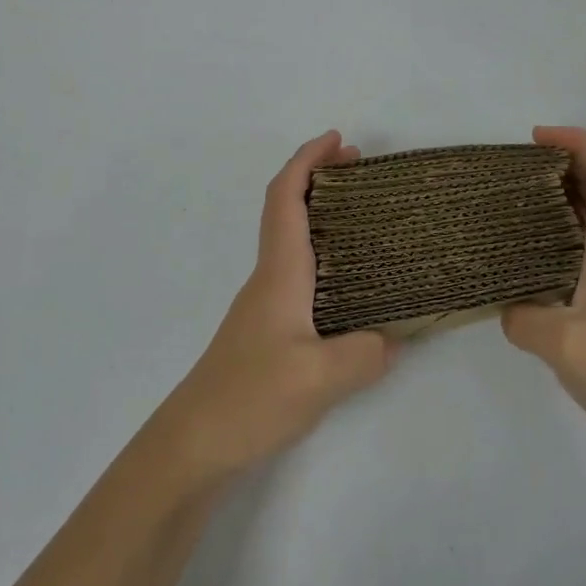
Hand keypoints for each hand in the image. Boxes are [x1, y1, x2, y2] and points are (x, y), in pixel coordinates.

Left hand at [151, 132, 397, 485]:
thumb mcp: (319, 379)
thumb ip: (365, 353)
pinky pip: (300, 272)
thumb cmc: (249, 398)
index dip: (308, 160)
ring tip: (365, 218)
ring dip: (322, 215)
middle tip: (361, 170)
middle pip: (288, 209)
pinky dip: (324, 253)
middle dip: (320, 178)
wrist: (193, 446)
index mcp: (279, 271)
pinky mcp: (269, 330)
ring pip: (293, 240)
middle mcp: (270, 277)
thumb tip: (392, 338)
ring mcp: (267, 304)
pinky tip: (350, 283)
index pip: (287, 197)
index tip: (338, 139)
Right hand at [501, 127, 585, 477]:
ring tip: (511, 209)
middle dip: (563, 166)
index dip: (580, 142)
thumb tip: (507, 310)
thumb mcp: (568, 345)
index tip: (537, 138)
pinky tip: (525, 269)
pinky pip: (584, 259)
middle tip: (514, 171)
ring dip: (559, 205)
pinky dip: (557, 245)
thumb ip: (526, 318)